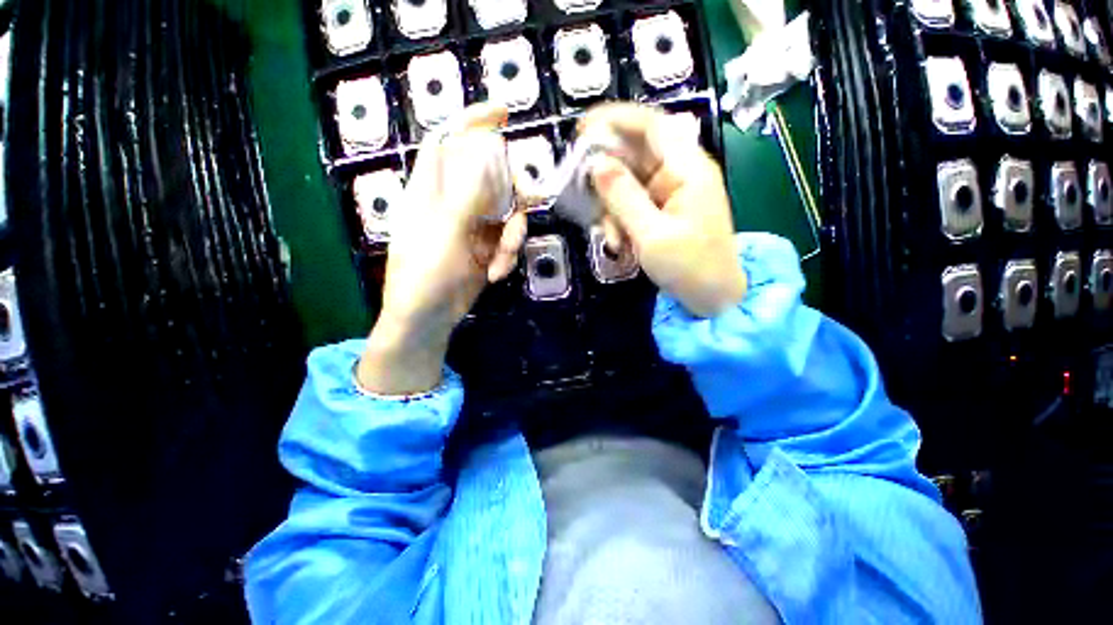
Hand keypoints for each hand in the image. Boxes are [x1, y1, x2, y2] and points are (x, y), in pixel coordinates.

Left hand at [358, 104, 526, 393]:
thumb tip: (487, 153)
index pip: (449, 141)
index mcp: (432, 190)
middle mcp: (455, 201)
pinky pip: (509, 238)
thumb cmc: (423, 275)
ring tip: (503, 261)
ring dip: (513, 235)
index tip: (503, 112)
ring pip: (508, 211)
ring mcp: (474, 225)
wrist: (429, 317)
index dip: (473, 121)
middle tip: (526, 207)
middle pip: (492, 175)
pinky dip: (510, 254)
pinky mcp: (488, 247)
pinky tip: (498, 272)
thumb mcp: (444, 233)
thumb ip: (467, 194)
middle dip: (512, 192)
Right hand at [582, 104, 745, 317]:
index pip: (652, 125)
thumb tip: (596, 165)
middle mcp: (679, 173)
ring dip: (611, 208)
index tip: (581, 129)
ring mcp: (670, 193)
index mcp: (687, 169)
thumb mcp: (651, 235)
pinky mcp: (661, 211)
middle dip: (606, 175)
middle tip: (583, 193)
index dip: (616, 119)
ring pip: (628, 182)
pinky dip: (619, 220)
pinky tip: (619, 243)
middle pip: (635, 154)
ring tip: (611, 238)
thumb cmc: (689, 267)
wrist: (711, 298)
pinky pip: (632, 203)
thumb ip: (623, 197)